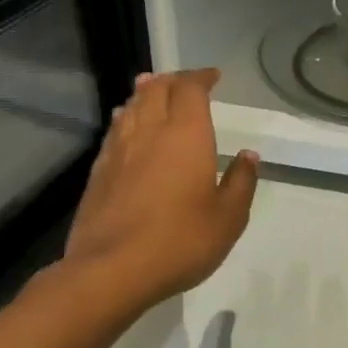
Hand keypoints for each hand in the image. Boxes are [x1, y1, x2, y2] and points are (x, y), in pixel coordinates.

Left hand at [66, 69, 258, 307]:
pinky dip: (126, 117)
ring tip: (154, 91)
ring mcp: (119, 149)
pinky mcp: (98, 171)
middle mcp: (150, 131)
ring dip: (146, 93)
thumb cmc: (179, 241)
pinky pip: (115, 129)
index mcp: (186, 134)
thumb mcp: (228, 218)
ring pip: (132, 105)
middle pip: (157, 88)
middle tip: (186, 84)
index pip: (190, 88)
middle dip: (173, 80)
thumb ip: (241, 182)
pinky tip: (127, 125)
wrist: (110, 271)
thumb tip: (248, 156)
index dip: (201, 77)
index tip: (213, 76)